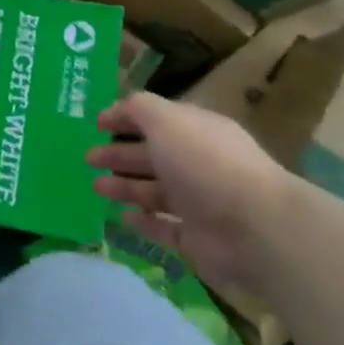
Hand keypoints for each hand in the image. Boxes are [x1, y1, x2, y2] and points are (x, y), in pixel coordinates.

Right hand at [86, 94, 297, 293]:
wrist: (255, 228)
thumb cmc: (205, 164)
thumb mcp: (167, 121)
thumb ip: (139, 109)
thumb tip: (118, 107)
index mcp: (195, 131)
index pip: (156, 119)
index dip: (125, 118)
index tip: (96, 124)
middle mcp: (198, 163)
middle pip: (152, 155)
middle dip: (119, 154)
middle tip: (88, 158)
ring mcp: (200, 202)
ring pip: (154, 191)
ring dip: (124, 187)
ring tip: (95, 187)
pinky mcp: (198, 238)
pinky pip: (165, 226)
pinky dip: (143, 222)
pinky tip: (121, 218)